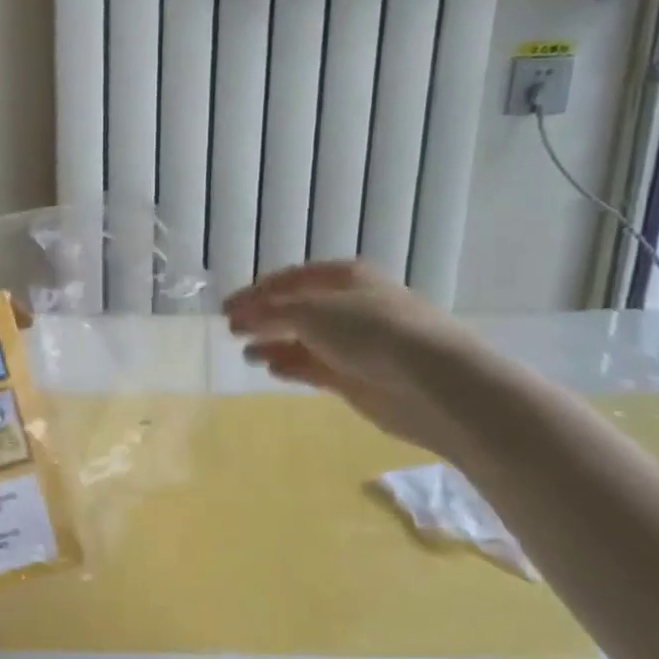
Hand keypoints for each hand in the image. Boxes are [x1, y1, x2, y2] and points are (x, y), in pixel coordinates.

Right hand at [224, 260, 481, 456]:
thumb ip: (271, 312)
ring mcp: (354, 344)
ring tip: (246, 352)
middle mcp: (349, 306)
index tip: (226, 308)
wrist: (431, 381)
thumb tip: (242, 315)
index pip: (290, 279)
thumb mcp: (311, 311)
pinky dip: (290, 366)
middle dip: (263, 318)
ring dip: (273, 343)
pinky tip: (270, 369)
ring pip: (303, 340)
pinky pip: (314, 367)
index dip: (256, 291)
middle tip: (232, 329)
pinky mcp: (356, 378)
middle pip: (296, 309)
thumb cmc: (369, 331)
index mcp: (345, 278)